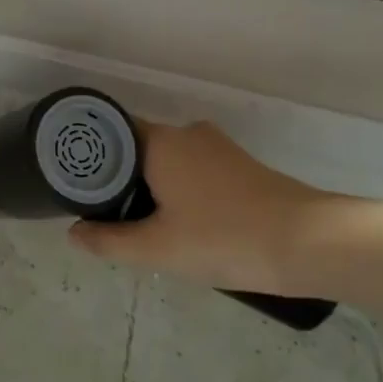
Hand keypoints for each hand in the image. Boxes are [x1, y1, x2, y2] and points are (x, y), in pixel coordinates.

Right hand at [68, 121, 332, 293]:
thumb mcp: (158, 249)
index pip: (109, 132)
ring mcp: (216, 147)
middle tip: (104, 214)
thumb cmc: (224, 238)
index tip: (75, 184)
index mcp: (160, 141)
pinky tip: (182, 225)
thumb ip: (109, 241)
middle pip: (137, 147)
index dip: (88, 157)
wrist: (310, 244)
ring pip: (167, 160)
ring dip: (151, 186)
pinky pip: (192, 169)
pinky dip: (179, 190)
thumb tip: (73, 233)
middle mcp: (186, 133)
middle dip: (120, 178)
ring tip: (140, 225)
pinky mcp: (240, 165)